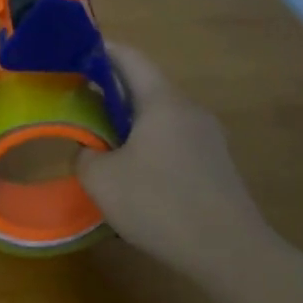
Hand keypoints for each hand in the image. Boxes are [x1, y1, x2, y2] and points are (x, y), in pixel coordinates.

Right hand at [75, 43, 274, 284]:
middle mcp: (189, 110)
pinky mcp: (216, 164)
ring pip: (161, 116)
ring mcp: (208, 137)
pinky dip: (149, 143)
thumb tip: (89, 150)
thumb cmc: (159, 204)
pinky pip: (175, 140)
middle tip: (78, 102)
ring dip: (130, 122)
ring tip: (101, 140)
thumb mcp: (102, 180)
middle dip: (110, 90)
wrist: (229, 251)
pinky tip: (135, 173)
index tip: (73, 54)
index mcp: (162, 102)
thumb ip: (85, 156)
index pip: (129, 58)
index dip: (100, 51)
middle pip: (146, 87)